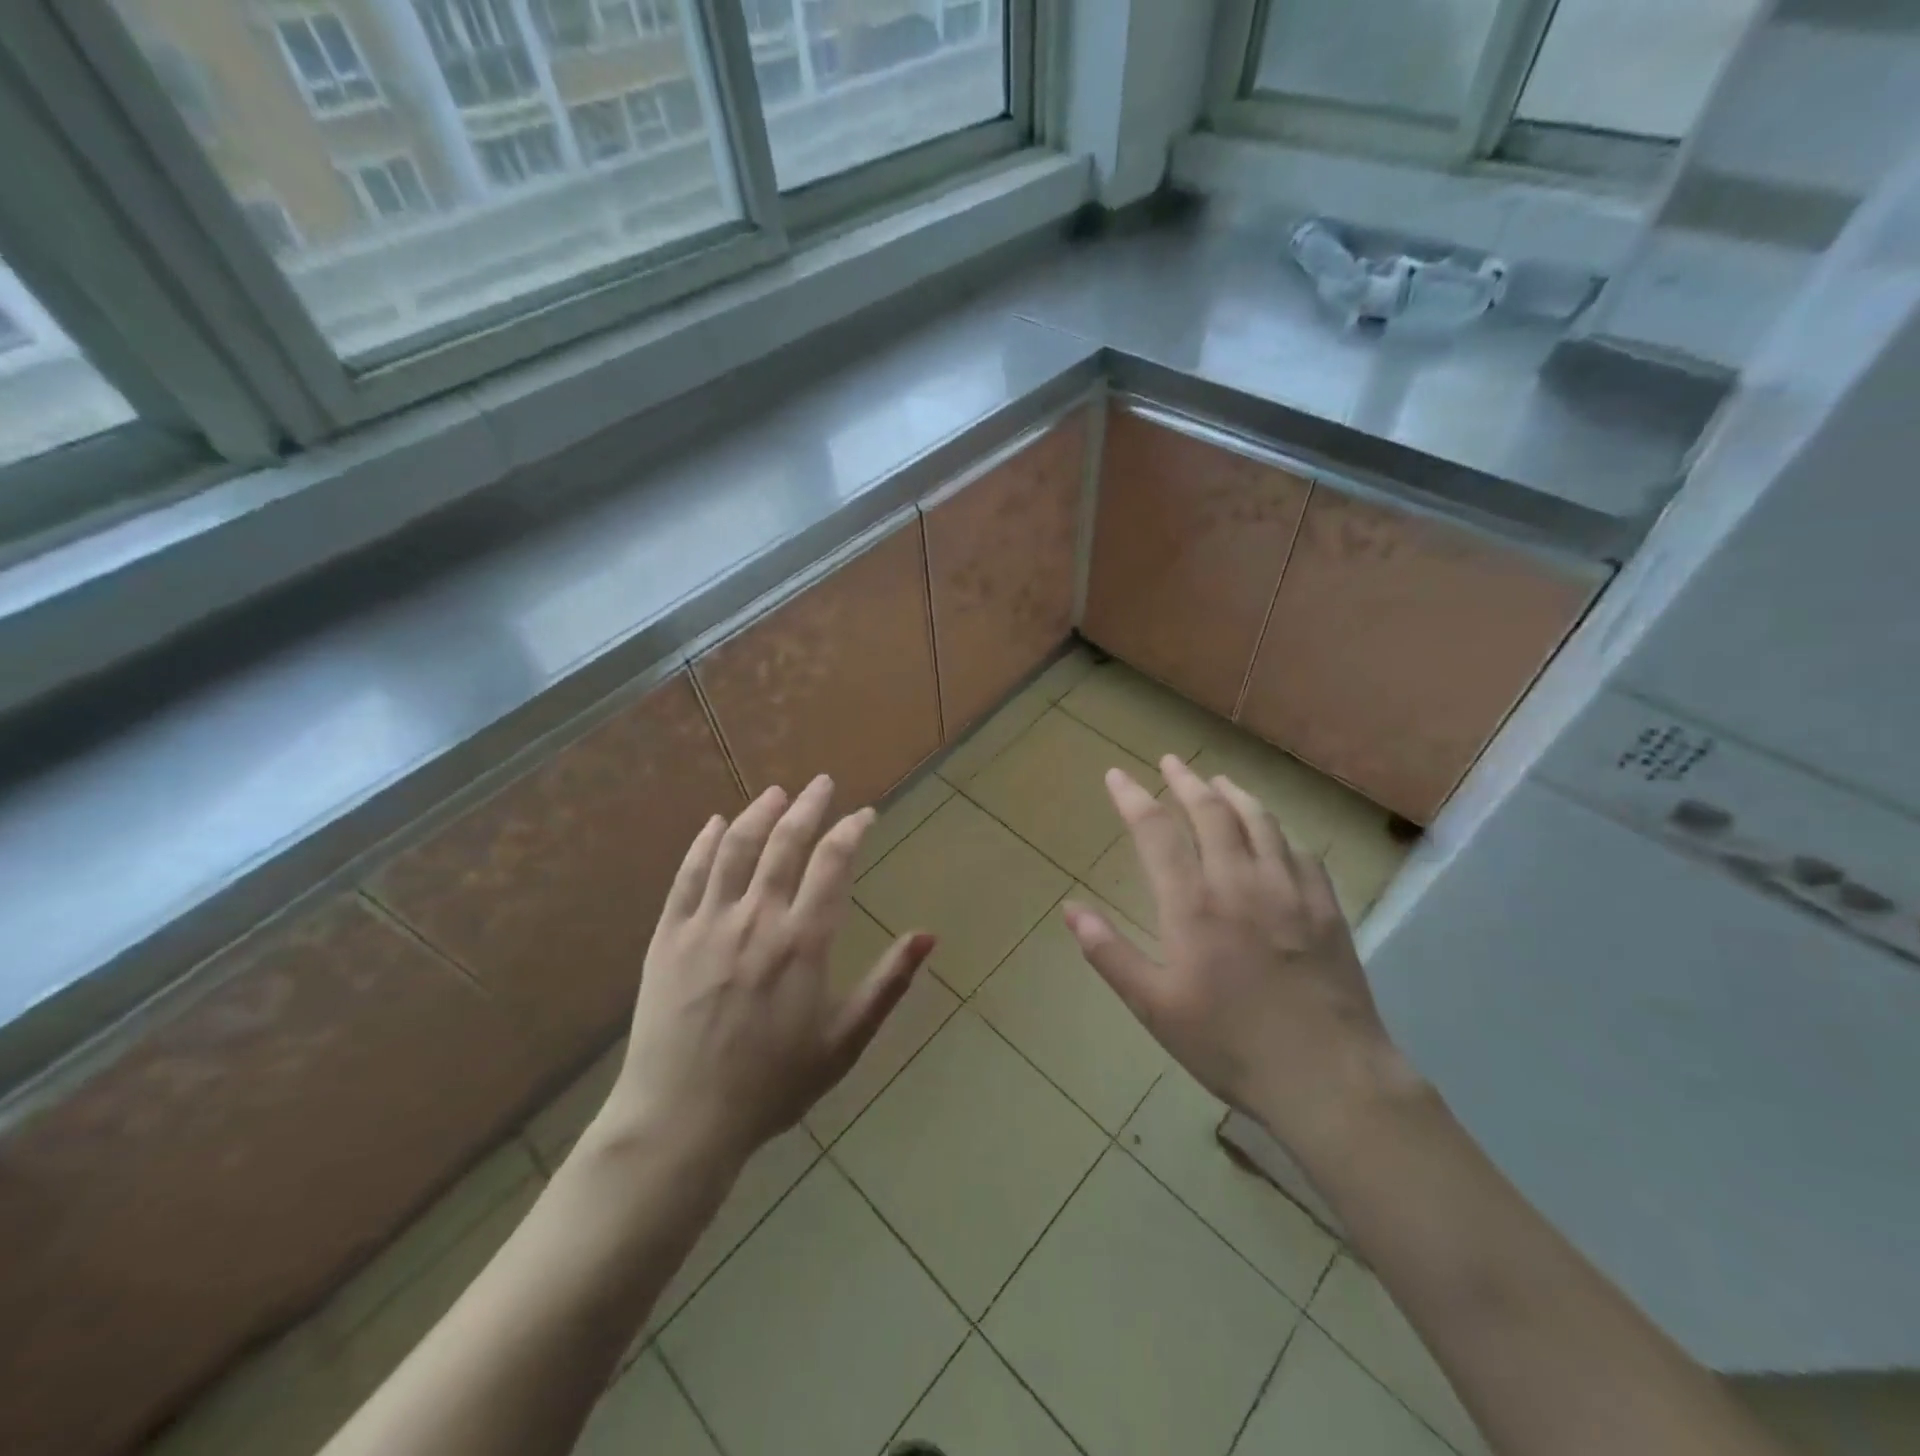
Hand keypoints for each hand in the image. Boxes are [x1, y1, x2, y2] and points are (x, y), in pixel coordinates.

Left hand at [604, 776, 934, 1168]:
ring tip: (777, 792)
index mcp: (803, 941)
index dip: (852, 831)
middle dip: (809, 806)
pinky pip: (687, 876)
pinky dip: (704, 844)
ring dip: (760, 814)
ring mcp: (707, 923)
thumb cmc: (773, 1084)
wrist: (682, 1120)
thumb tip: (928, 936)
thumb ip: (888, 984)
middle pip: (786, 842)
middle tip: (823, 783)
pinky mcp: (668, 935)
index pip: (833, 863)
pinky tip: (716, 824)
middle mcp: (756, 917)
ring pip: (736, 848)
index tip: (865, 815)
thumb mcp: (845, 1041)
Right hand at [1063, 755, 1410, 1152]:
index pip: (1156, 831)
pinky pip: (1300, 851)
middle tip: (1170, 762)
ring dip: (1234, 794)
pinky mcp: (1326, 907)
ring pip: (1259, 822)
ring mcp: (1289, 890)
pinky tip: (1274, 831)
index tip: (1116, 775)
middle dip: (1186, 781)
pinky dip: (1279, 830)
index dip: (1133, 798)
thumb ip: (1110, 953)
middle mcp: (1240, 882)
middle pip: (1211, 812)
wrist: (1329, 1078)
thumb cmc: (1229, 1045)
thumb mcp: (1154, 1007)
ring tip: (1218, 781)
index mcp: (1193, 905)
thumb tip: (1070, 909)